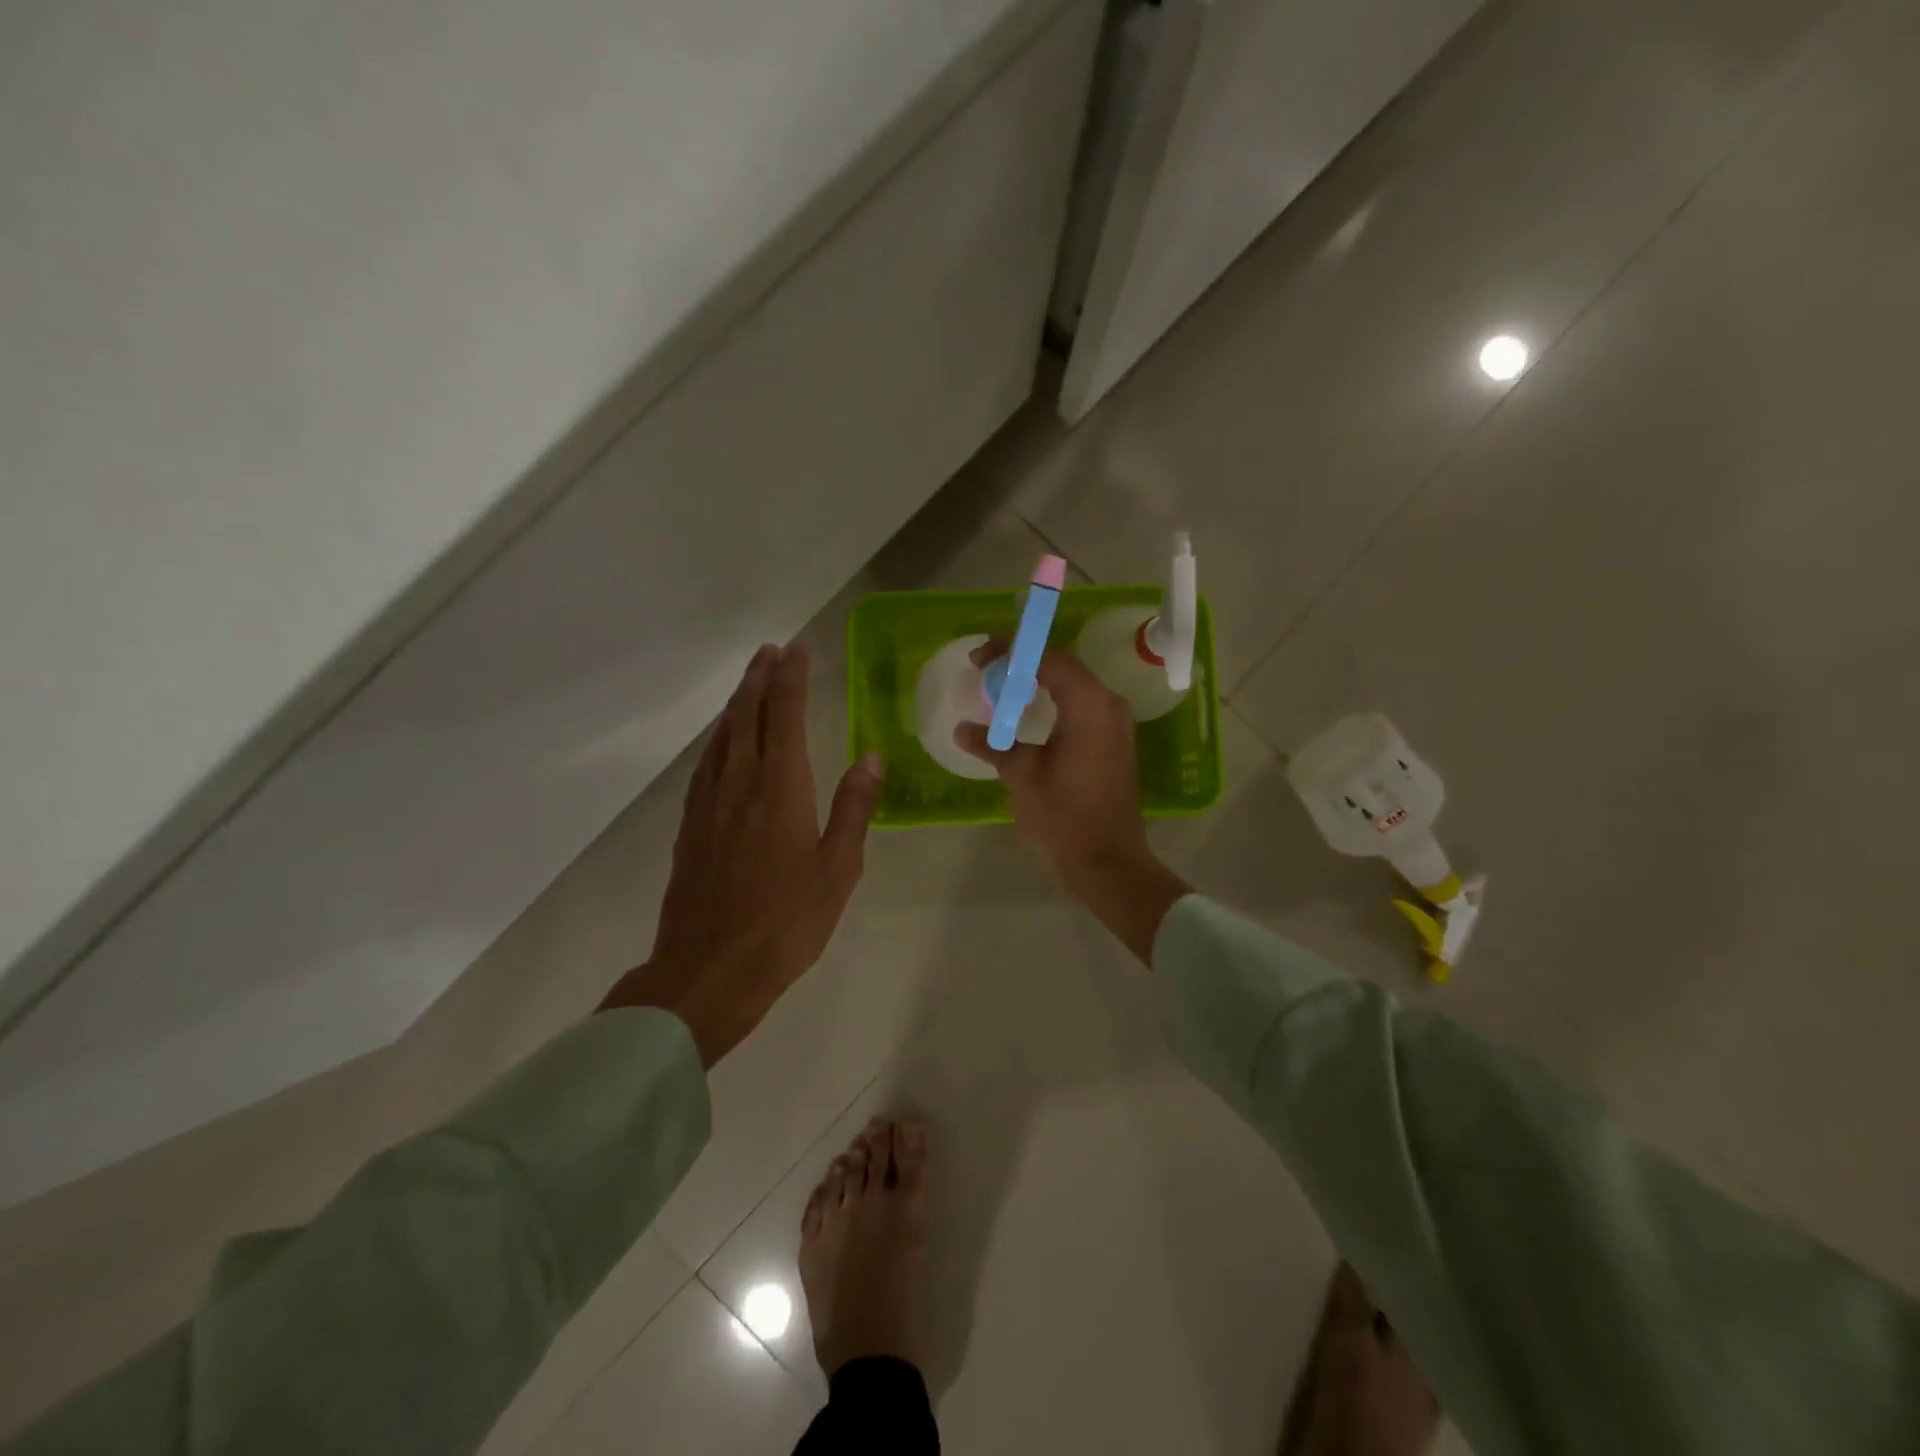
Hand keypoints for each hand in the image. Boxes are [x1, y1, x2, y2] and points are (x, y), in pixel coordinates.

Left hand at [601, 643, 882, 1064]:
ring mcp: (708, 804)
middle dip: (759, 679)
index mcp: (781, 789)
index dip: (792, 679)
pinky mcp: (690, 825)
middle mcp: (740, 784)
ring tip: (749, 681)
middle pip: (747, 716)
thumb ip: (854, 808)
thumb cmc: (785, 923)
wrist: (708, 970)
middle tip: (770, 651)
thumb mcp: (837, 870)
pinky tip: (723, 742)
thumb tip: (870, 757)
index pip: (786, 716)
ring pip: (722, 737)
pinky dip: (719, 738)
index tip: (797, 650)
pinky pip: (706, 764)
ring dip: (737, 703)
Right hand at [954, 645, 1188, 963]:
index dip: (1011, 651)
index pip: (1049, 658)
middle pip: (1063, 665)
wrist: (1107, 860)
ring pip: (1074, 683)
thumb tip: (962, 730)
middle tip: (985, 666)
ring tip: (1001, 684)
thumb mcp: (1021, 775)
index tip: (980, 655)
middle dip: (1023, 661)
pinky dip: (1054, 698)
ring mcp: (1116, 722)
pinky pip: (1082, 703)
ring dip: (1039, 679)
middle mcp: (1109, 704)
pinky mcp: (1115, 739)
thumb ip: (992, 744)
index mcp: (1089, 704)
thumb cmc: (1063, 815)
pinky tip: (1028, 709)